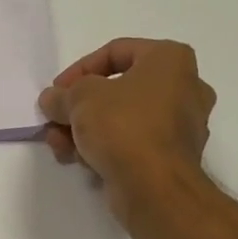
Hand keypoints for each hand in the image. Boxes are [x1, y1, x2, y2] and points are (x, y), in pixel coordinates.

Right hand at [39, 38, 213, 214]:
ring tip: (59, 147)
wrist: (155, 187)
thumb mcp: (80, 99)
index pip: (116, 51)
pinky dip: (106, 148)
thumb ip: (62, 94)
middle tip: (55, 121)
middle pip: (117, 90)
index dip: (79, 70)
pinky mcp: (172, 157)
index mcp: (171, 60)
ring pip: (122, 119)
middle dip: (79, 108)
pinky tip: (81, 162)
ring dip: (85, 131)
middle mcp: (184, 87)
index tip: (57, 92)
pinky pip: (132, 143)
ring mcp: (181, 126)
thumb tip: (52, 100)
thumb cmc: (123, 126)